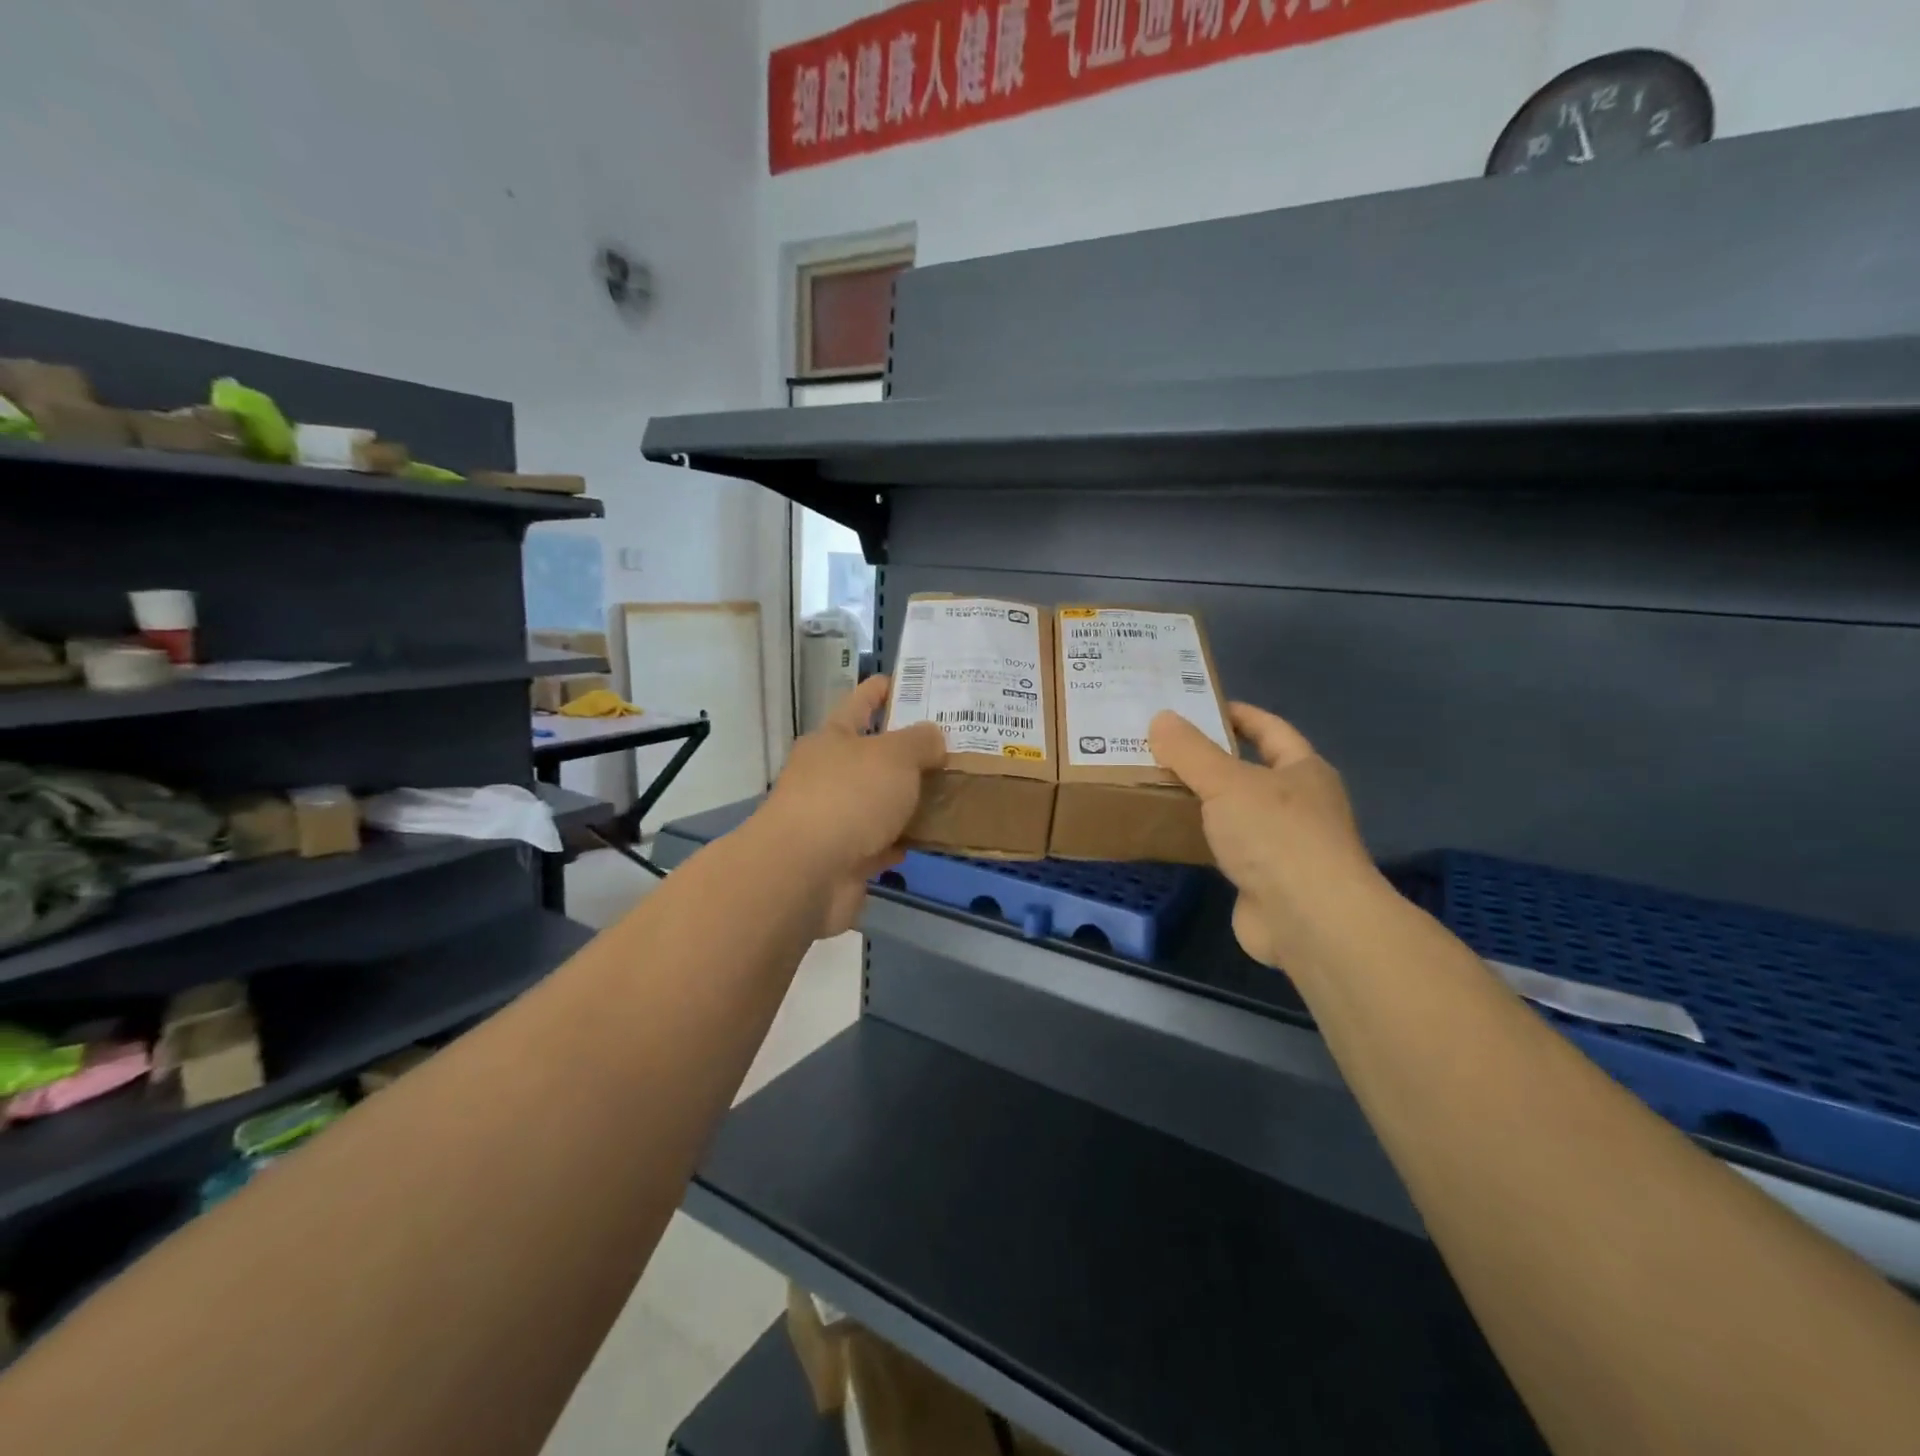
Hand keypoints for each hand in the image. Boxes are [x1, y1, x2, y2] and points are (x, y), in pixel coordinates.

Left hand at [758, 675, 945, 937]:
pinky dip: (898, 841)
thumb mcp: (894, 756)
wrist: (806, 873)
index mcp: (832, 739)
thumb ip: (919, 742)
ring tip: (948, 792)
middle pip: (870, 756)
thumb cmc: (848, 797)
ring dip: (904, 800)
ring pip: (876, 802)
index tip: (903, 681)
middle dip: (904, 752)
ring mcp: (832, 819)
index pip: (858, 704)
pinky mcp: (841, 859)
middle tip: (948, 745)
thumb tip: (932, 737)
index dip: (879, 690)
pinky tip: (925, 839)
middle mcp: (827, 775)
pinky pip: (878, 843)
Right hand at [1149, 703, 1376, 967]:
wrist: (1309, 920)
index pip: (1270, 729)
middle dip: (1211, 760)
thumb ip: (1191, 751)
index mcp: (1304, 771)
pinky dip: (1203, 839)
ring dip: (1205, 802)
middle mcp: (1300, 804)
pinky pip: (1228, 849)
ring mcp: (1285, 846)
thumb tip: (1160, 718)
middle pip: (1251, 771)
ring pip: (1237, 812)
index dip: (1238, 714)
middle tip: (1162, 748)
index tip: (1198, 707)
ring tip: (1157, 786)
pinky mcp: (1266, 881)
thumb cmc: (1276, 835)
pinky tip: (1172, 834)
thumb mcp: (1227, 782)